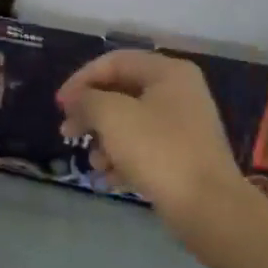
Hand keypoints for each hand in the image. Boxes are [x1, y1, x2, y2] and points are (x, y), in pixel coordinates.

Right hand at [55, 50, 250, 228]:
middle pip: (120, 93)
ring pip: (129, 122)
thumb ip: (86, 99)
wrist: (207, 206)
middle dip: (90, 113)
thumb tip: (76, 99)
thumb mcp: (111, 115)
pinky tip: (109, 177)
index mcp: (167, 73)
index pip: (113, 62)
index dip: (81, 79)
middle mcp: (178, 93)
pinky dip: (122, 158)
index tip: (60, 105)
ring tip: (93, 161)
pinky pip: (142, 147)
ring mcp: (182, 126)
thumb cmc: (157, 150)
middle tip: (67, 132)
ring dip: (103, 140)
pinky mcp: (181, 155)